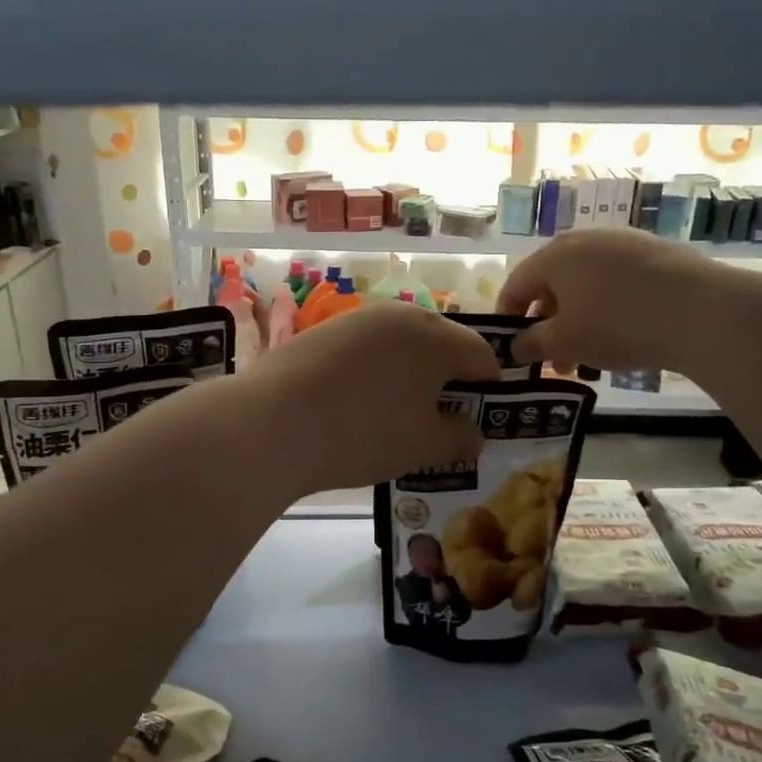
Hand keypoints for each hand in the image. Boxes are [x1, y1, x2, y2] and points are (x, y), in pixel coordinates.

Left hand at [243, 301, 501, 491]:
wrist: (273, 423)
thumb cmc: (364, 434)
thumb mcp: (424, 446)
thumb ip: (459, 438)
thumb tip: (472, 433)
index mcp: (437, 337)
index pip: (482, 355)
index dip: (489, 386)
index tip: (479, 416)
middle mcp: (401, 315)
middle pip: (441, 343)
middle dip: (448, 377)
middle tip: (439, 417)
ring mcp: (358, 319)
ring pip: (401, 343)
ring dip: (409, 372)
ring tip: (396, 412)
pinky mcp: (324, 331)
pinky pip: (366, 348)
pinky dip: (373, 371)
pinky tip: (356, 402)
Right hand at [498, 229, 725, 371]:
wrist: (702, 311)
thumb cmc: (617, 324)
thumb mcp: (565, 341)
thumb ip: (532, 344)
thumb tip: (516, 347)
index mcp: (555, 255)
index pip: (516, 285)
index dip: (507, 317)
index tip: (508, 347)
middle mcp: (585, 239)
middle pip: (552, 284)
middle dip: (546, 324)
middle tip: (550, 359)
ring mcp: (623, 243)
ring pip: (585, 285)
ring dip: (576, 321)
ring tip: (584, 358)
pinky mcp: (655, 254)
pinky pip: (615, 283)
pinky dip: (605, 309)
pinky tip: (619, 338)